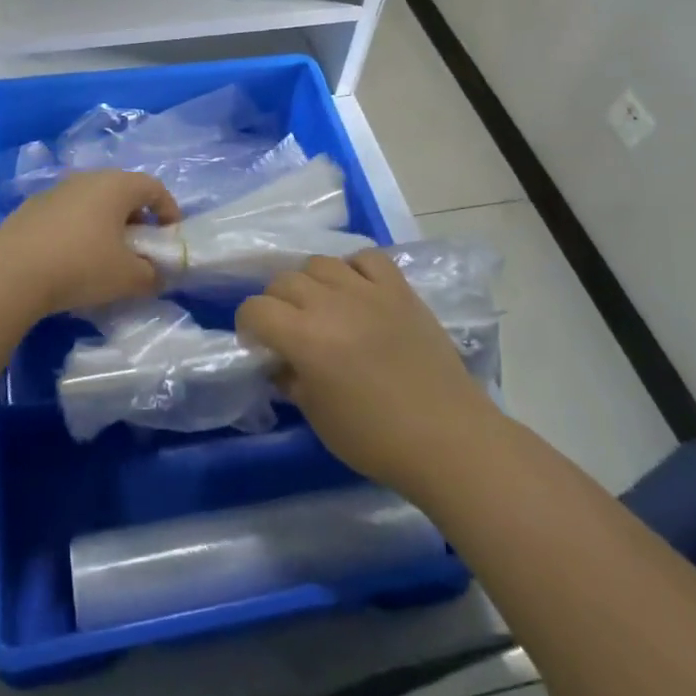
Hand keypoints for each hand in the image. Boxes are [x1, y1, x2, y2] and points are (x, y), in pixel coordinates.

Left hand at [0, 170, 180, 316]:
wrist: (11, 272)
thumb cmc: (81, 266)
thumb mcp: (128, 278)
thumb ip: (151, 275)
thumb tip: (154, 275)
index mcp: (116, 186)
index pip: (153, 187)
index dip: (168, 210)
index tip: (170, 236)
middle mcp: (86, 179)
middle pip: (121, 192)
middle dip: (136, 218)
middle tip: (140, 248)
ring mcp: (55, 191)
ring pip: (91, 202)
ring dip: (105, 224)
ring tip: (105, 256)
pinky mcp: (31, 209)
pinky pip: (66, 215)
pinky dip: (78, 231)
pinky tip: (71, 260)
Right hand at [237, 249, 492, 494]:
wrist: (447, 437)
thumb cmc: (375, 438)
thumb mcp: (318, 417)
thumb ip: (290, 379)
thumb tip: (280, 361)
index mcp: (304, 337)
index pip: (255, 308)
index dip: (248, 325)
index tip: (258, 344)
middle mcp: (330, 303)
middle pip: (284, 280)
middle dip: (276, 303)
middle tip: (288, 329)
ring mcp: (368, 291)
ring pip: (320, 263)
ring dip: (311, 283)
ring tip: (322, 307)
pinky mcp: (399, 290)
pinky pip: (367, 258)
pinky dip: (354, 268)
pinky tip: (356, 290)